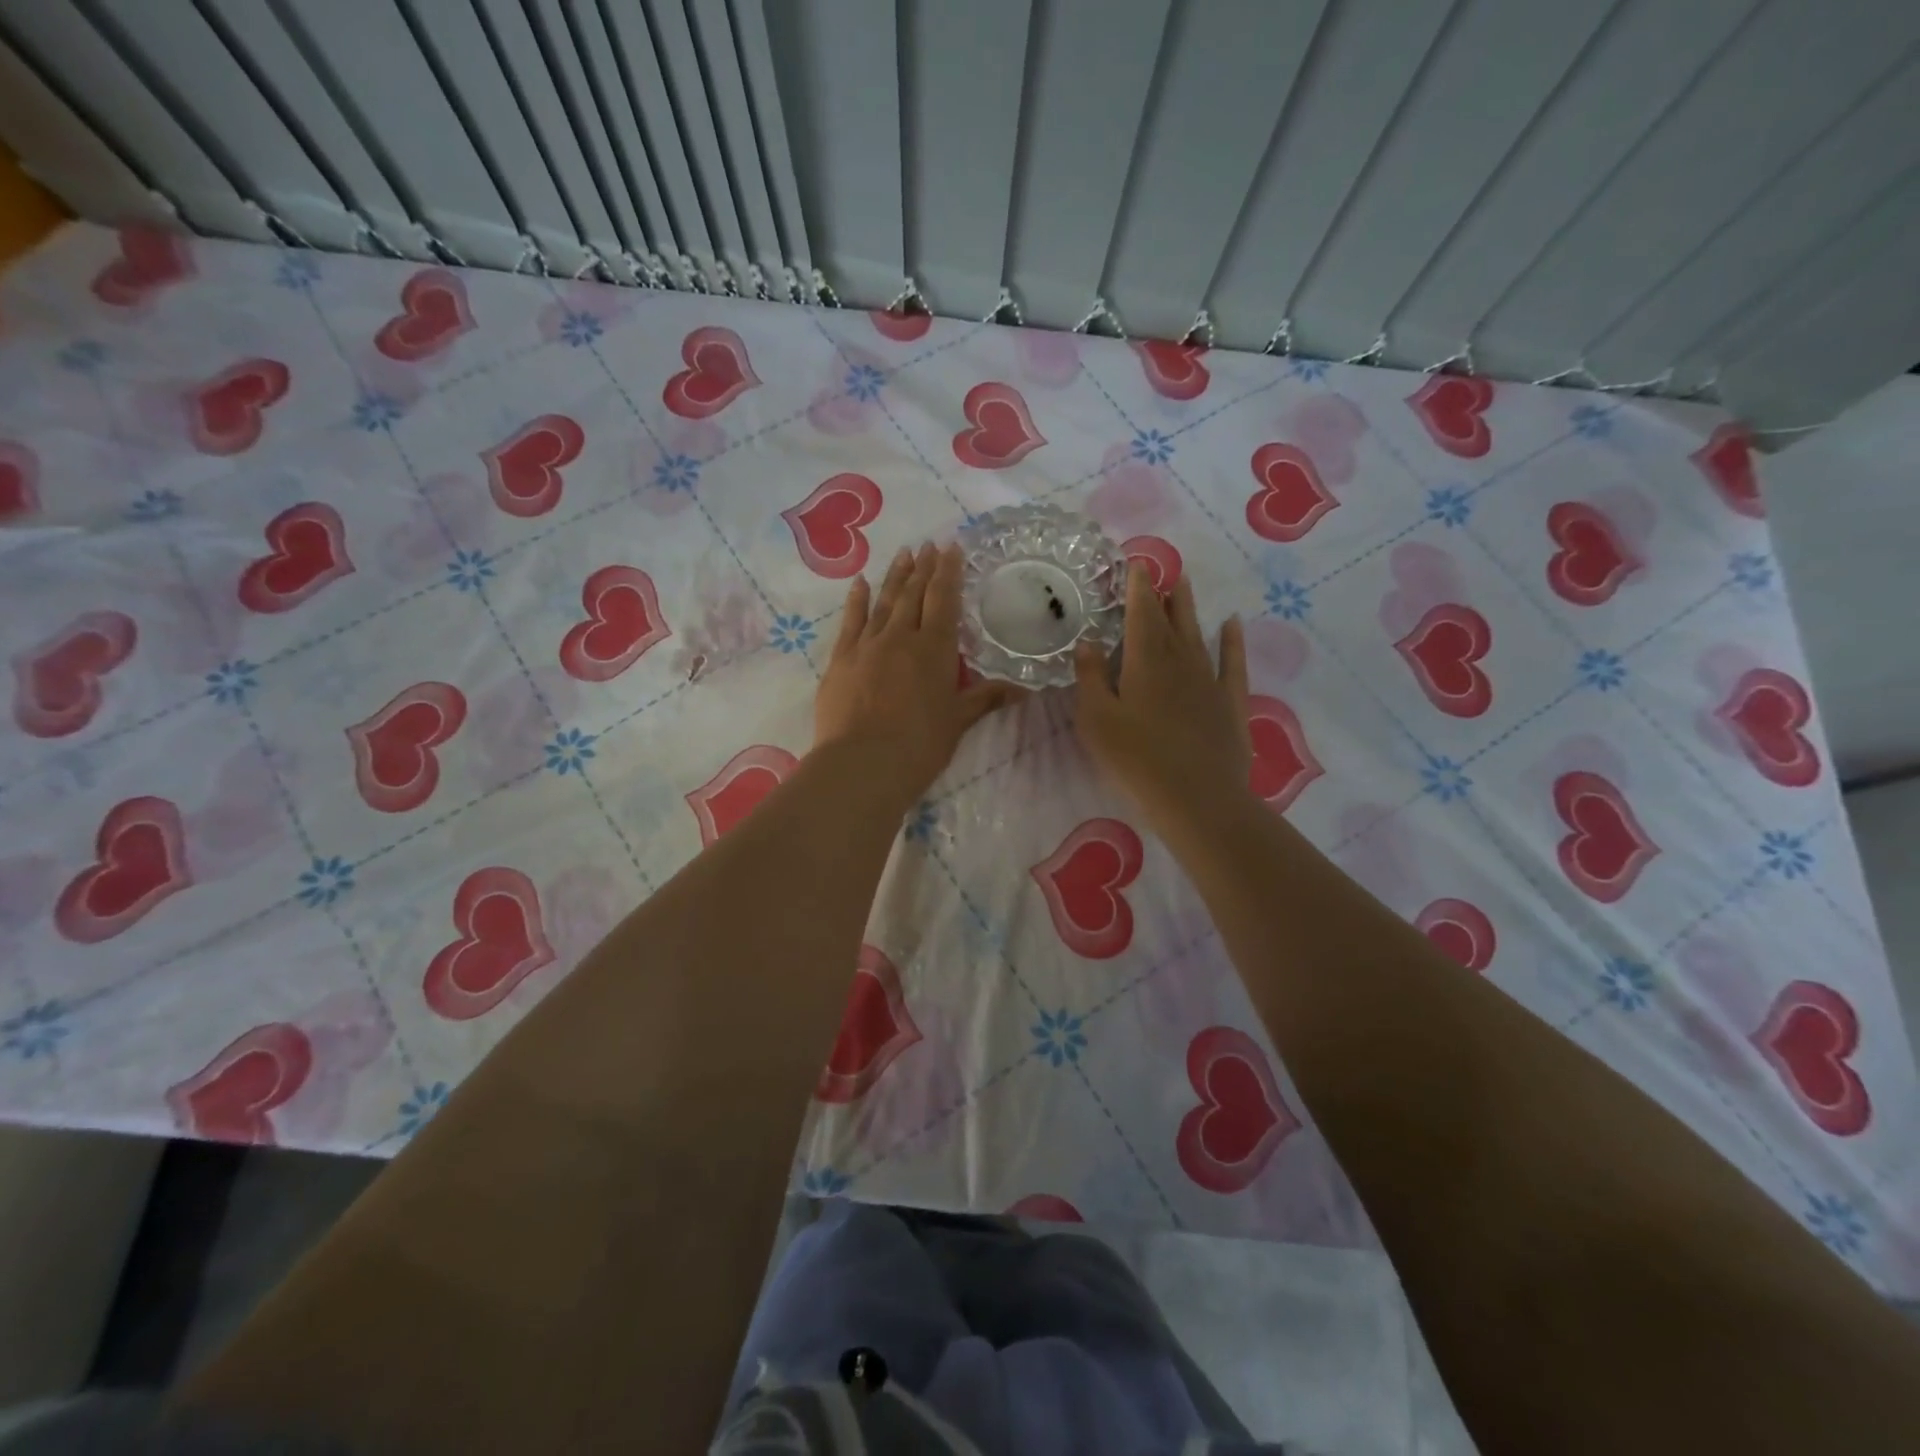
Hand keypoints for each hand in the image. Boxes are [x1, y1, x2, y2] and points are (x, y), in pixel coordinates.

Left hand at [814, 542, 1016, 802]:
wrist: (863, 764)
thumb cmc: (920, 745)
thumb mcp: (958, 721)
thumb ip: (986, 698)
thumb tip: (1024, 689)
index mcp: (934, 649)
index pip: (944, 600)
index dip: (949, 572)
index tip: (951, 547)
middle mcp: (901, 637)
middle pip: (914, 594)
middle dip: (924, 568)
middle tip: (929, 544)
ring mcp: (867, 645)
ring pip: (884, 601)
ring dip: (895, 576)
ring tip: (904, 553)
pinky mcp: (841, 659)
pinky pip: (850, 621)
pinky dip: (856, 600)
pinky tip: (860, 583)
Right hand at [1074, 569, 1251, 833]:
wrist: (1196, 797)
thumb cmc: (1136, 759)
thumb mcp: (1097, 720)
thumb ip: (1090, 678)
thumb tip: (1088, 643)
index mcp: (1144, 661)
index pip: (1140, 614)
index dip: (1137, 588)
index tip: (1136, 565)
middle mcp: (1179, 660)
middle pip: (1171, 619)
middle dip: (1163, 594)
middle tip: (1162, 571)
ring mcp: (1209, 679)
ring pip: (1198, 634)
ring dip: (1189, 608)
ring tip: (1185, 584)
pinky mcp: (1230, 701)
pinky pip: (1232, 662)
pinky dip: (1232, 640)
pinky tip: (1232, 623)